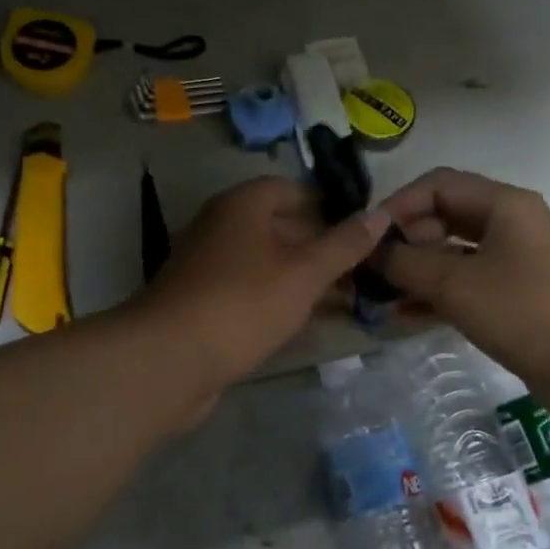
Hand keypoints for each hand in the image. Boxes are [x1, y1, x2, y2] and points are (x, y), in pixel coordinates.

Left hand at [136, 176, 392, 395]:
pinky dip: (277, 302)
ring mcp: (207, 267)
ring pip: (265, 263)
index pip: (289, 188)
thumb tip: (380, 214)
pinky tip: (305, 325)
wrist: (169, 360)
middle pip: (278, 226)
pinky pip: (250, 293)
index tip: (360, 225)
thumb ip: (343, 244)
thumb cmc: (243, 303)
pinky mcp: (202, 303)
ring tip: (344, 298)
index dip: (326, 203)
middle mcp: (220, 227)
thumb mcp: (304, 273)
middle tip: (360, 267)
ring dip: (301, 278)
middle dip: (319, 246)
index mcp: (241, 206)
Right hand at [378, 168, 549, 400]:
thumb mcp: (456, 285)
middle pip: (443, 217)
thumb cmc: (527, 314)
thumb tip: (372, 252)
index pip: (436, 185)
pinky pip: (467, 283)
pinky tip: (405, 316)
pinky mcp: (517, 295)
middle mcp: (510, 224)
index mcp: (503, 205)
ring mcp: (516, 261)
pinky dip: (437, 294)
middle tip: (372, 271)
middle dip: (404, 240)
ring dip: (416, 271)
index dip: (396, 206)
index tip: (366, 238)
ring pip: (453, 253)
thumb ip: (406, 263)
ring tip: (379, 296)